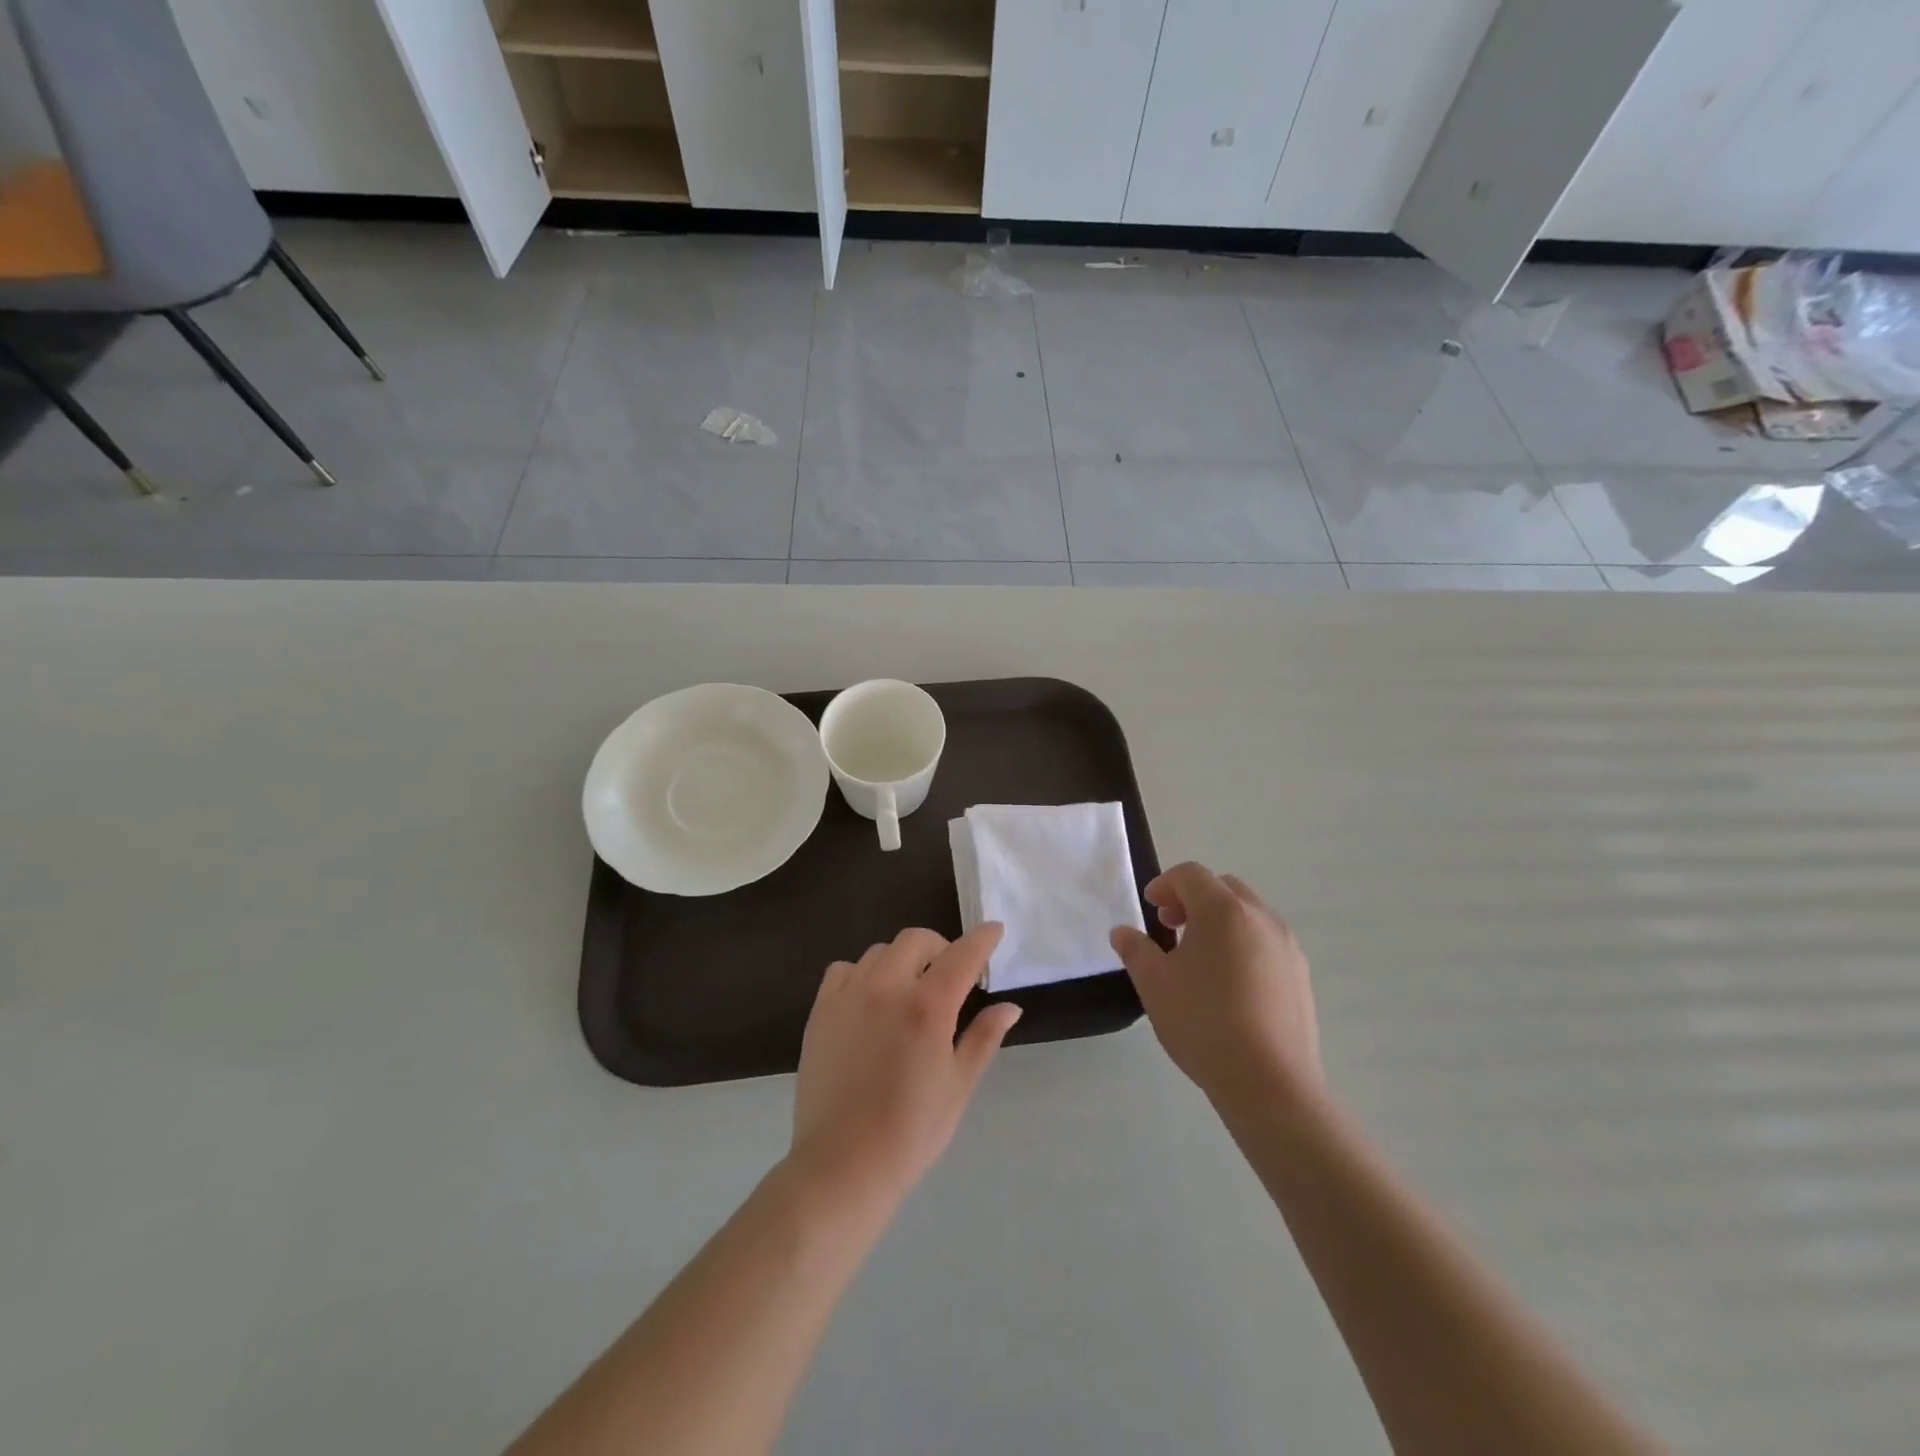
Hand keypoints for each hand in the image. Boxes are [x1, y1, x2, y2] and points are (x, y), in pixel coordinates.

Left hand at [789, 925, 1021, 1206]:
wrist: (843, 1165)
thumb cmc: (911, 1131)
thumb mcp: (958, 1085)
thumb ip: (984, 1037)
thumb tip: (1010, 1006)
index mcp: (928, 1007)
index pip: (962, 954)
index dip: (982, 938)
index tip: (994, 930)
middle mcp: (887, 988)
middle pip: (916, 940)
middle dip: (941, 948)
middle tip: (950, 976)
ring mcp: (849, 996)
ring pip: (880, 952)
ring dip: (902, 960)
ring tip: (909, 990)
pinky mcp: (820, 1010)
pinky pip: (844, 970)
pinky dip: (863, 974)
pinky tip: (870, 1001)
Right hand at [1111, 863, 1321, 1118]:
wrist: (1269, 1082)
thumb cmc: (1203, 1022)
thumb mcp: (1154, 984)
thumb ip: (1135, 950)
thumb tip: (1122, 932)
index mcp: (1224, 911)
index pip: (1192, 875)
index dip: (1165, 884)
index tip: (1150, 909)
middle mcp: (1261, 918)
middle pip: (1224, 888)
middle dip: (1193, 899)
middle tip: (1170, 926)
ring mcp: (1287, 946)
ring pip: (1248, 915)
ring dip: (1219, 921)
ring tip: (1198, 958)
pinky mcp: (1301, 975)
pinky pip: (1266, 942)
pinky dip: (1242, 944)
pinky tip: (1228, 985)